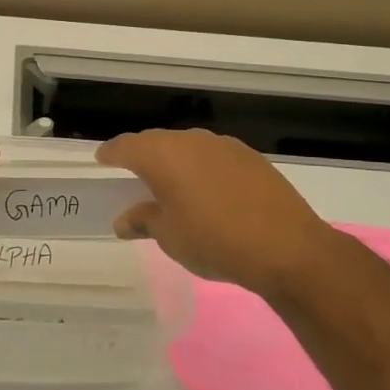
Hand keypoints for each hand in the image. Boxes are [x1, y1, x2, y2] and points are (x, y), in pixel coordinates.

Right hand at [98, 128, 345, 300]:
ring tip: (170, 184)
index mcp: (163, 155)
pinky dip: (201, 168)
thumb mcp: (169, 237)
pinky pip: (213, 156)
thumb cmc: (214, 242)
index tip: (101, 159)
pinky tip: (206, 190)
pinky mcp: (251, 158)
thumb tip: (125, 219)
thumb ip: (143, 220)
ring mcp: (224, 146)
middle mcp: (191, 141)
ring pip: (187, 146)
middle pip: (156, 141)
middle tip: (131, 174)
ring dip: (174, 161)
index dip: (111, 153)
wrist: (288, 248)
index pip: (126, 146)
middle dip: (141, 155)